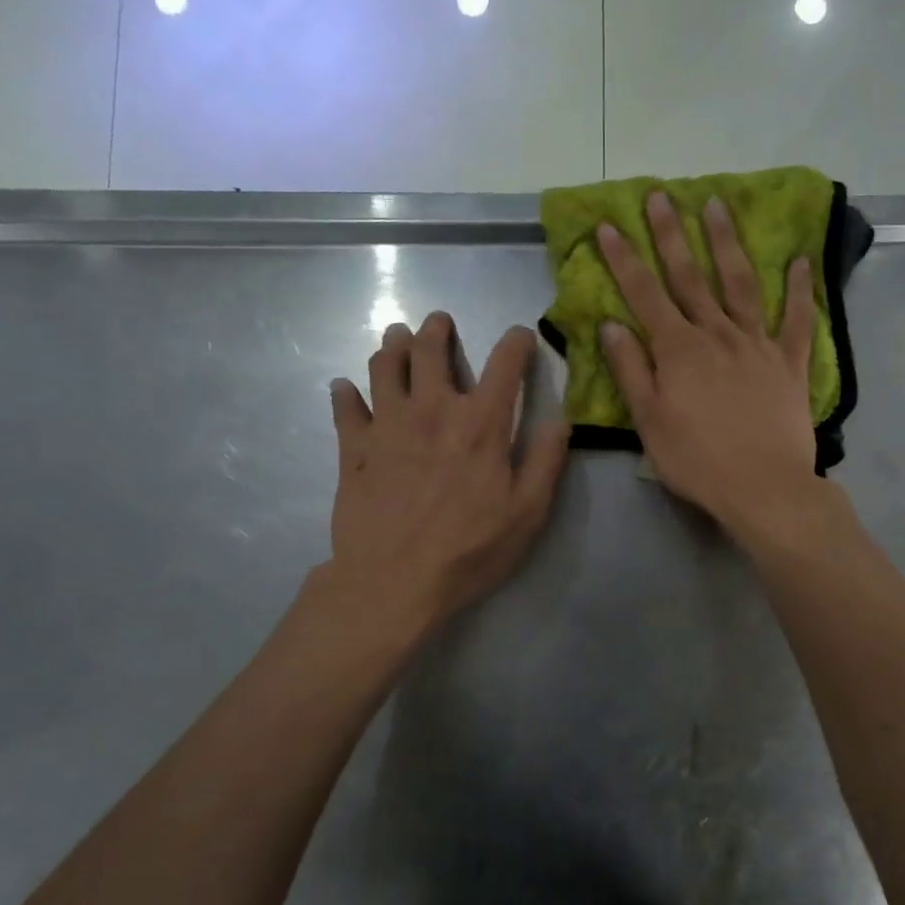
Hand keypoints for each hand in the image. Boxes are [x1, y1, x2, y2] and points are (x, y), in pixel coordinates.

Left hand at [327, 313, 569, 628]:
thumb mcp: (527, 513)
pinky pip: (345, 407)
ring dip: (392, 346)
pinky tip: (345, 389)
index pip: (504, 364)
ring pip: (385, 366)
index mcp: (481, 423)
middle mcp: (433, 410)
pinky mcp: (354, 449)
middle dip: (437, 329)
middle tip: (439, 322)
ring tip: (396, 339)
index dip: (516, 343)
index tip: (521, 337)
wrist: (393, 582)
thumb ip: (545, 461)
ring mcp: (388, 425)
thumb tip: (560, 420)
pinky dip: (345, 393)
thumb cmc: (469, 550)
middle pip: (430, 349)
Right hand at [597, 190, 823, 540]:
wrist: (764, 488)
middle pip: (690, 277)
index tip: (608, 225)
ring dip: (727, 244)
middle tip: (660, 196)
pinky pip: (798, 320)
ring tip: (717, 205)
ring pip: (741, 284)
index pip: (644, 294)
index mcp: (678, 350)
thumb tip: (611, 325)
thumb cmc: (697, 460)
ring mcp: (758, 345)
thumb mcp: (649, 421)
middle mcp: (717, 335)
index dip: (624, 259)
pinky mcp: (790, 363)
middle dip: (671, 235)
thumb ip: (631, 370)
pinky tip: (800, 261)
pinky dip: (800, 290)